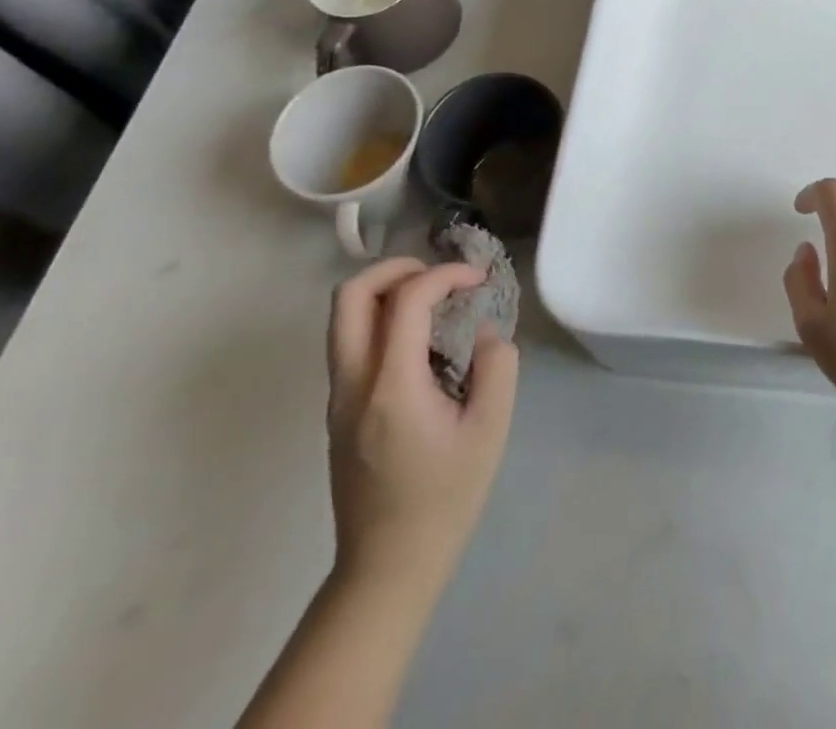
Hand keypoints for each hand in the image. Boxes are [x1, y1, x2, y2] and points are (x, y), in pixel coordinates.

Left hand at [325, 258, 518, 590]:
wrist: (388, 567)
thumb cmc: (444, 498)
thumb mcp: (490, 429)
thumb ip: (497, 366)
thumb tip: (484, 333)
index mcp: (391, 386)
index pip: (406, 300)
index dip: (445, 275)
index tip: (478, 280)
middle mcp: (352, 384)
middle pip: (350, 296)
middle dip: (396, 268)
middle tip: (439, 275)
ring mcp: (338, 399)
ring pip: (344, 318)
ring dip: (387, 292)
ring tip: (435, 302)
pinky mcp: (339, 412)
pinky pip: (353, 343)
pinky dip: (384, 321)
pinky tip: (424, 344)